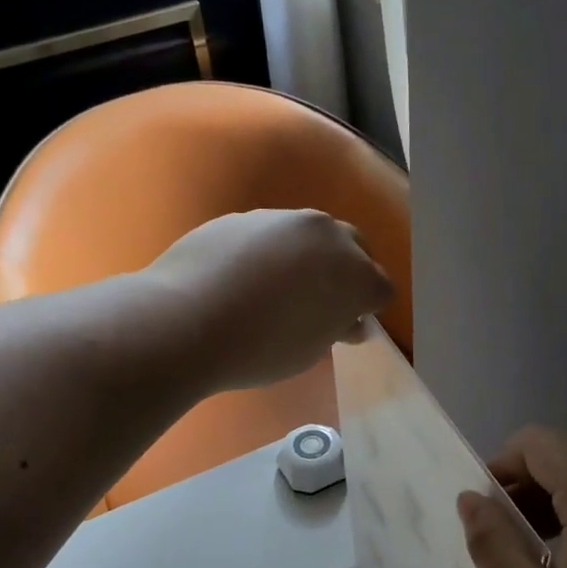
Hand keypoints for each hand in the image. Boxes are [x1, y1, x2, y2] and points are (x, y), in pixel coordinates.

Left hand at [143, 209, 393, 392]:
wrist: (186, 320)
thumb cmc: (260, 349)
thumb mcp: (309, 351)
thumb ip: (336, 329)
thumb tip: (348, 321)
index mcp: (356, 275)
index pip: (380, 289)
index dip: (367, 310)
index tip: (347, 328)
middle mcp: (328, 236)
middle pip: (355, 249)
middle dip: (346, 273)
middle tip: (321, 303)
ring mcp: (284, 219)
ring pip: (311, 236)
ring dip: (308, 257)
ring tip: (279, 289)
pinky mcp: (245, 216)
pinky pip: (271, 234)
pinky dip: (269, 252)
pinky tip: (243, 278)